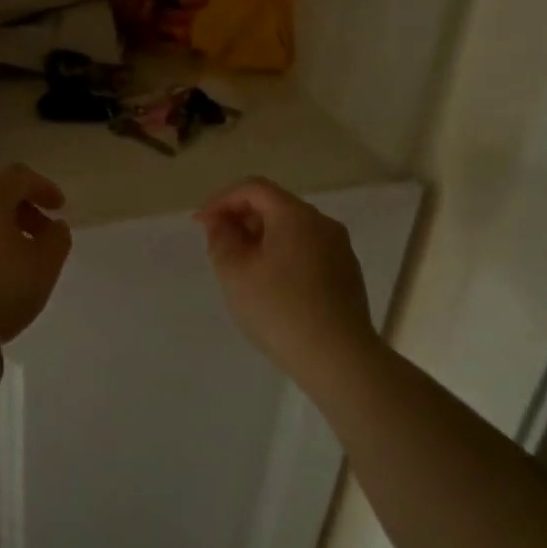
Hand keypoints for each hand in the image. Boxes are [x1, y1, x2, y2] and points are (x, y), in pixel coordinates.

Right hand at [195, 178, 378, 369]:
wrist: (338, 359)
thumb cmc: (279, 310)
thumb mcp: (235, 273)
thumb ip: (221, 239)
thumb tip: (220, 222)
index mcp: (296, 216)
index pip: (253, 188)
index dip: (221, 200)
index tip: (200, 225)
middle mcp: (322, 224)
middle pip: (274, 206)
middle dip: (240, 219)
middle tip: (217, 247)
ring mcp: (339, 249)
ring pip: (291, 230)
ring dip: (260, 239)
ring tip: (240, 268)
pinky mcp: (346, 274)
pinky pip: (305, 250)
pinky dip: (281, 255)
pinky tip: (270, 286)